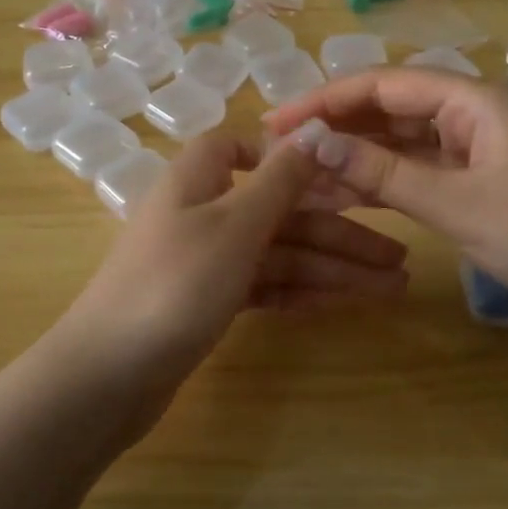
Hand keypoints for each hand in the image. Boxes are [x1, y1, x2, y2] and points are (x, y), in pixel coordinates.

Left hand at [61, 131, 409, 400]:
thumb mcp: (233, 226)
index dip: (287, 158)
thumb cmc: (173, 287)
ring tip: (391, 288)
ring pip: (277, 254)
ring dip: (331, 268)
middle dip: (338, 232)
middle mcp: (201, 215)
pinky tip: (341, 302)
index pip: (240, 149)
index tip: (338, 177)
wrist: (107, 377)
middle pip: (278, 212)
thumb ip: (278, 181)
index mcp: (197, 181)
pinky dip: (299, 292)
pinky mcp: (206, 305)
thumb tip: (313, 131)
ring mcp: (203, 263)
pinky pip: (263, 287)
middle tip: (400, 258)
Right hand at [264, 68, 507, 331]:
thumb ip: (385, 173)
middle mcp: (473, 115)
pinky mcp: (483, 183)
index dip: (325, 100)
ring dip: (356, 158)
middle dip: (336, 128)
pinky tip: (347, 197)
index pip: (383, 85)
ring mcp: (479, 150)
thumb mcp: (461, 205)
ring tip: (301, 178)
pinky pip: (422, 173)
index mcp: (474, 101)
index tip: (276, 123)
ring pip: (403, 144)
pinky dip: (386, 184)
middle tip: (280, 153)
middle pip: (390, 109)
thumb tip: (314, 143)